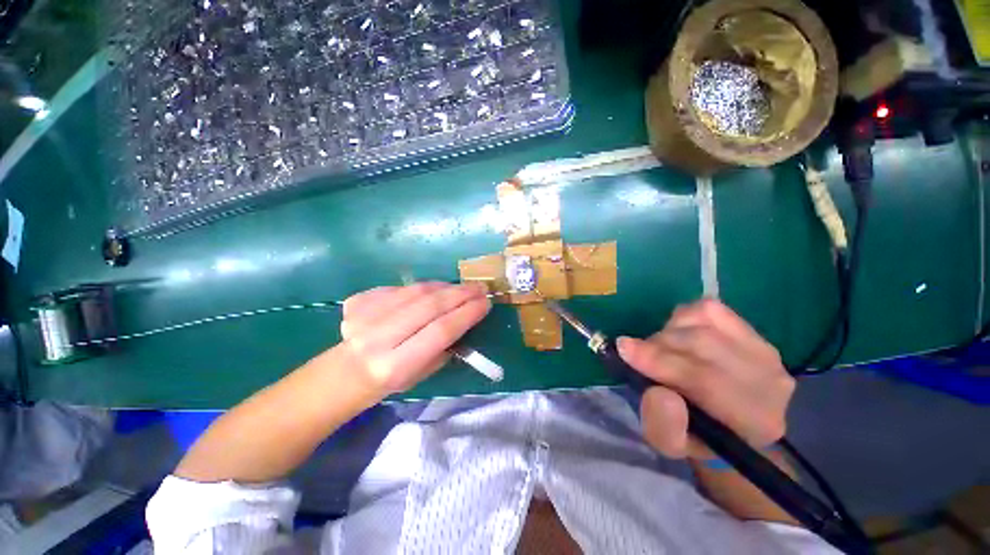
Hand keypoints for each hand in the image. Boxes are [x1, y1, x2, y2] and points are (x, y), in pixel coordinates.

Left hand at [340, 282, 490, 394]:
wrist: (344, 373)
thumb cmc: (389, 381)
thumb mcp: (422, 375)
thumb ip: (444, 347)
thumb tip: (465, 317)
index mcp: (395, 365)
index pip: (440, 331)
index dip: (467, 313)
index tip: (486, 302)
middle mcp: (377, 339)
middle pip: (429, 306)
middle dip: (460, 293)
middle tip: (480, 287)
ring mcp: (364, 315)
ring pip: (415, 291)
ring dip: (445, 286)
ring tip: (462, 287)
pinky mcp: (358, 300)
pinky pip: (401, 287)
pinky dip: (423, 287)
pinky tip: (434, 290)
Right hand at [617, 299, 793, 459]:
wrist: (729, 419)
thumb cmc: (695, 433)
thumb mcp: (671, 444)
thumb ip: (664, 426)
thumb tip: (660, 393)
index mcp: (756, 421)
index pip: (706, 380)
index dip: (660, 361)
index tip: (624, 349)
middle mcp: (771, 382)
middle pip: (703, 344)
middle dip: (658, 344)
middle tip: (635, 352)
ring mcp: (764, 349)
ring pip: (703, 323)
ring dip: (669, 332)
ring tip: (660, 349)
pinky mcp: (752, 328)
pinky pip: (708, 309)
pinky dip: (683, 318)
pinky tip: (679, 335)